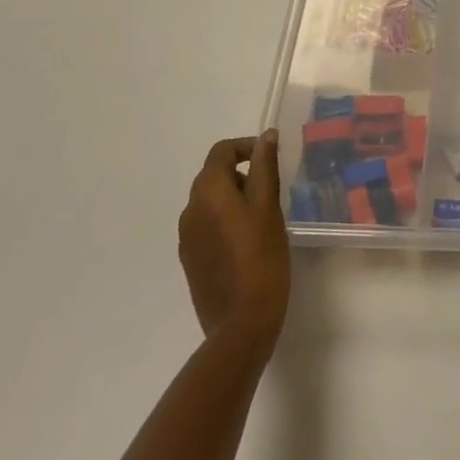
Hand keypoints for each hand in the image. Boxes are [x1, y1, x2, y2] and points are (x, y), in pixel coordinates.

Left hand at [178, 132, 290, 356]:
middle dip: (243, 173)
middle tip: (273, 189)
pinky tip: (249, 241)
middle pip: (213, 174)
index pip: (221, 151)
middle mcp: (189, 210)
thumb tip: (266, 136)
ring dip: (235, 197)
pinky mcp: (190, 259)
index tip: (272, 159)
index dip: (247, 147)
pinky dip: (226, 220)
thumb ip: (265, 167)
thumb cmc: (262, 258)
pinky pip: (207, 225)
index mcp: (207, 192)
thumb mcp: (269, 207)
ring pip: (211, 201)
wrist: (241, 323)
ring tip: (265, 216)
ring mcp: (186, 237)